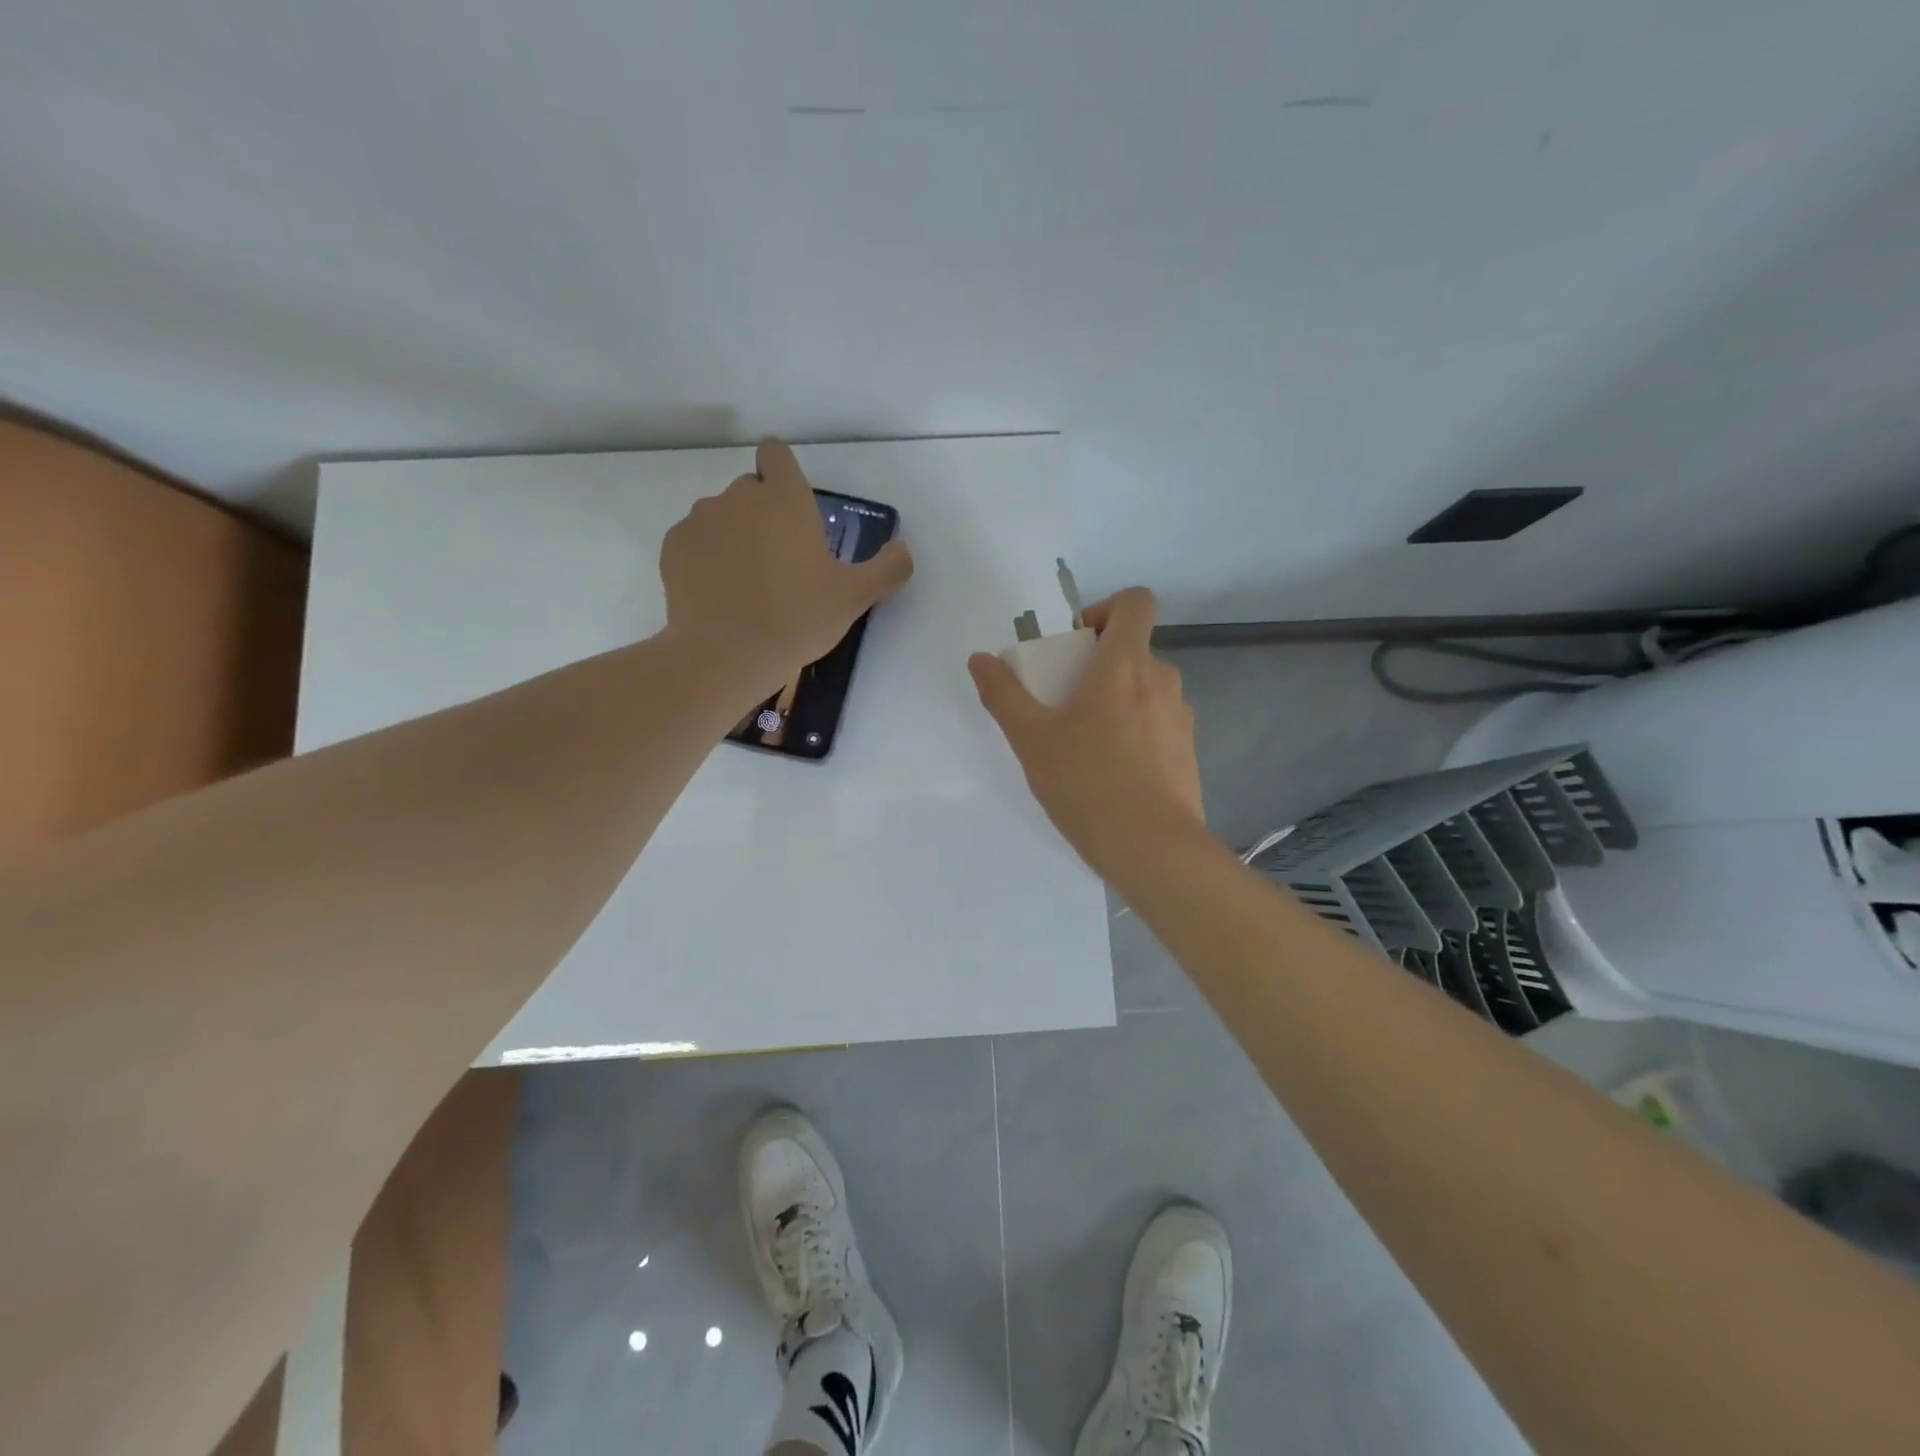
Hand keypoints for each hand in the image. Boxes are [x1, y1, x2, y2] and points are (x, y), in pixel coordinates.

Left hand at [660, 440, 912, 689]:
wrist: (727, 655)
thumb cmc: (798, 619)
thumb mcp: (855, 597)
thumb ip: (888, 568)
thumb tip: (903, 549)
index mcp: (785, 499)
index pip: (777, 454)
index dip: (783, 472)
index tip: (792, 504)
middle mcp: (739, 496)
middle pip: (751, 488)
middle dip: (764, 513)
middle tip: (780, 560)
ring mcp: (701, 519)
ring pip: (721, 515)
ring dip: (734, 535)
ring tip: (746, 582)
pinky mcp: (674, 546)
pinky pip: (694, 540)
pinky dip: (706, 557)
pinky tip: (718, 593)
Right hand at [968, 587, 1204, 867]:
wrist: (1152, 848)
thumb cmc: (1087, 782)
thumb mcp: (1031, 739)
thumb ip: (1003, 694)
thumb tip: (980, 659)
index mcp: (1126, 664)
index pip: (1136, 602)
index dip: (1106, 609)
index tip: (1077, 643)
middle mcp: (1162, 680)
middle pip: (1134, 650)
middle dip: (1099, 665)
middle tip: (1065, 703)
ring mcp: (1181, 717)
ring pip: (1145, 690)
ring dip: (1117, 700)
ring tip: (1085, 745)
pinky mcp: (1188, 752)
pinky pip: (1157, 724)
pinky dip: (1135, 732)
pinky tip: (1112, 774)